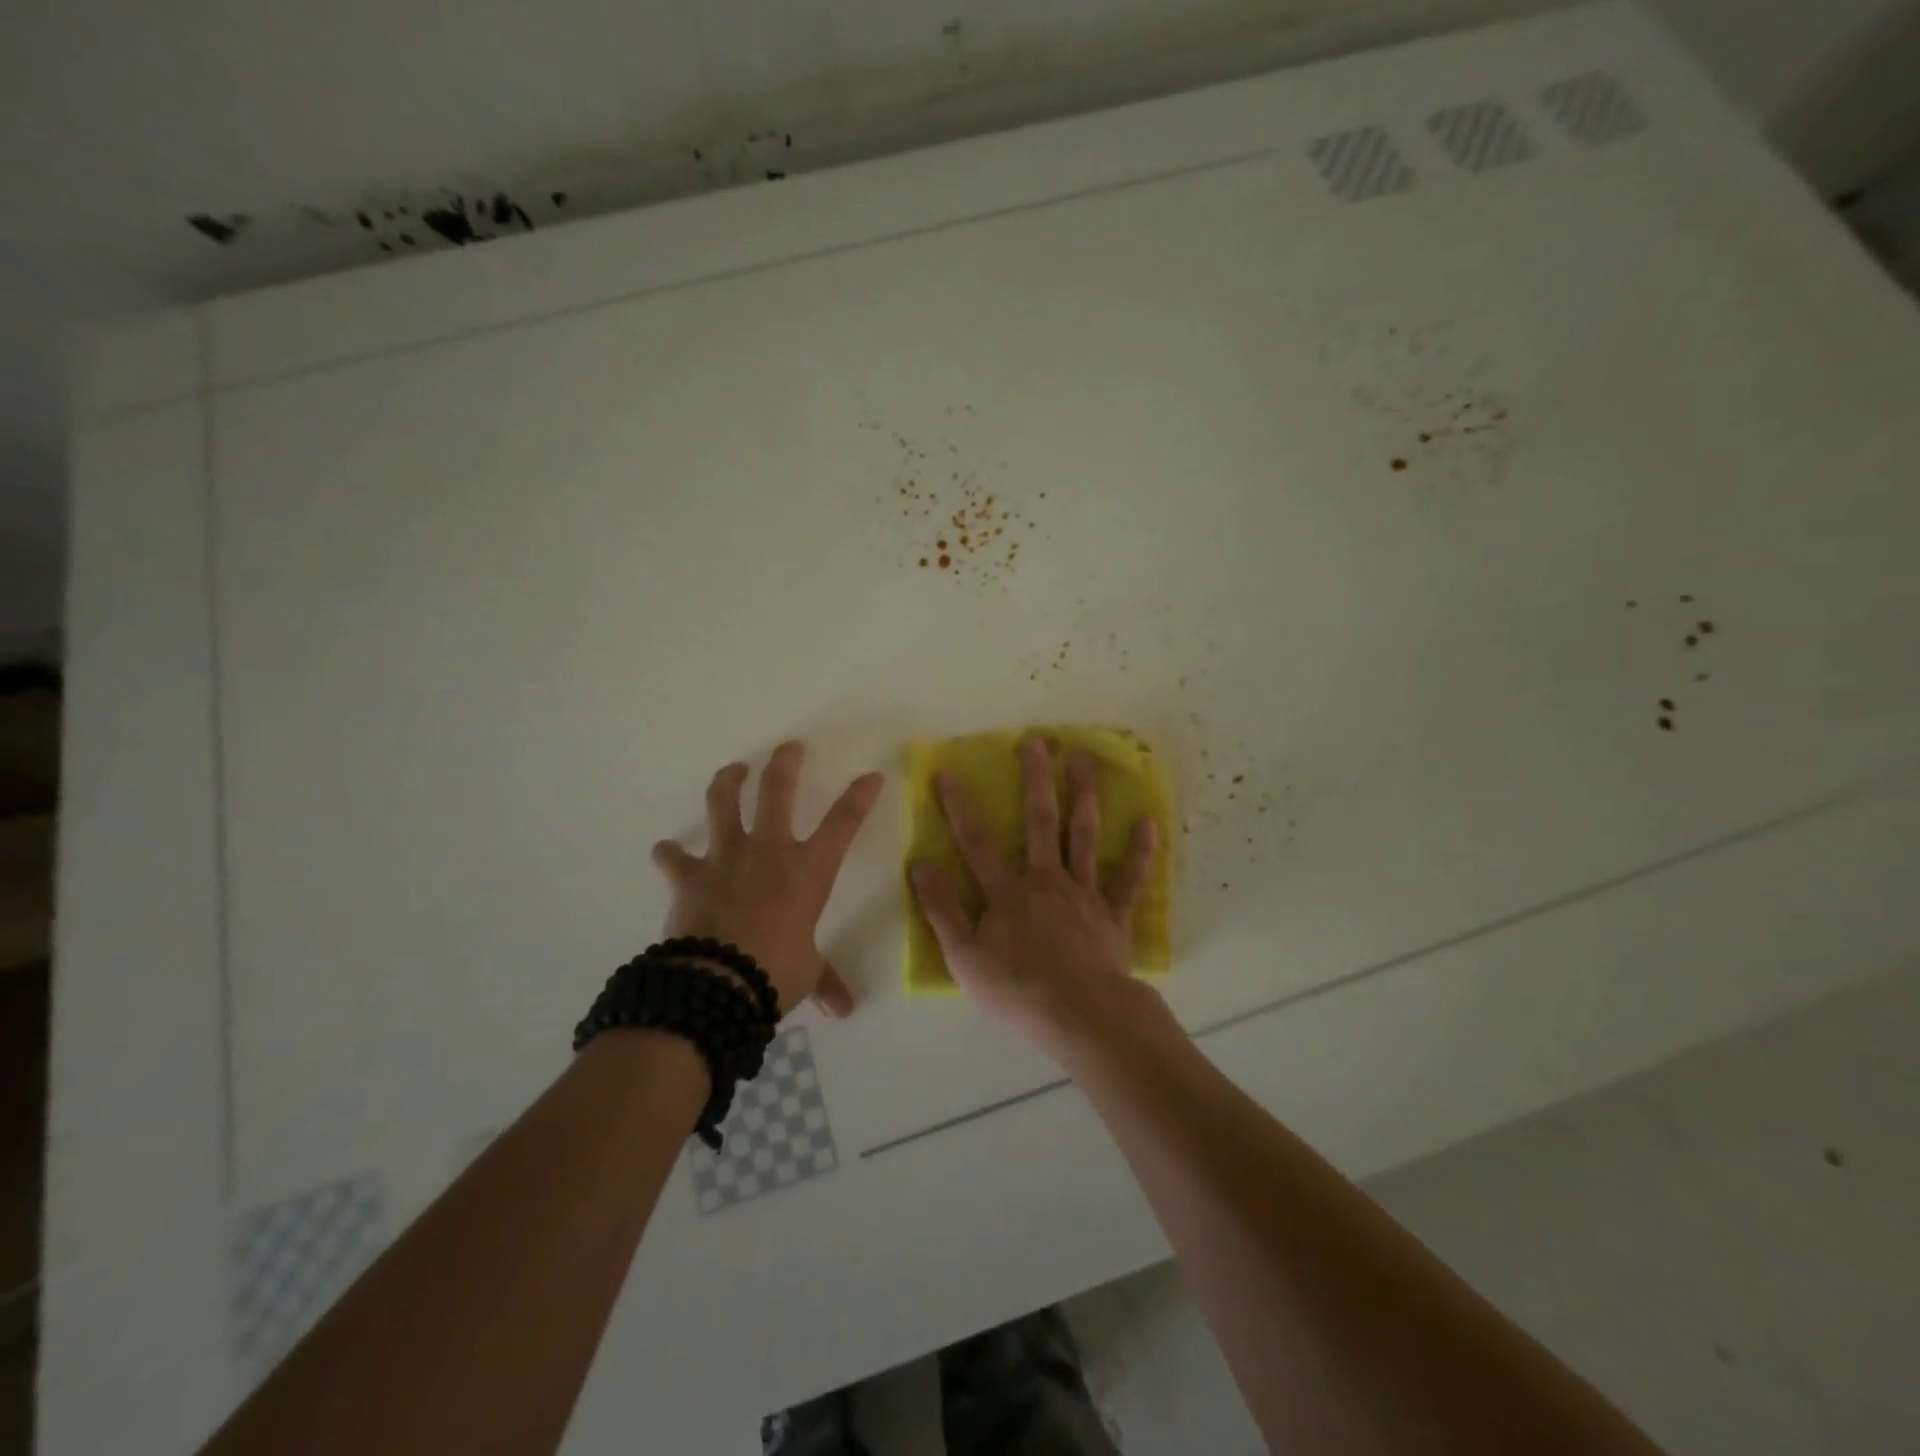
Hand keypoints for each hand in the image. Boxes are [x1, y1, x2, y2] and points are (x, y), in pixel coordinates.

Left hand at [652, 742, 883, 1016]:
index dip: (860, 796)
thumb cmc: (774, 972)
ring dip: (728, 782)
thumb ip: (825, 980)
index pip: (844, 823)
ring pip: (724, 804)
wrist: (716, 984)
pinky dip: (669, 853)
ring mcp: (726, 858)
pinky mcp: (689, 876)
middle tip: (789, 748)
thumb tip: (844, 1009)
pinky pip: (674, 857)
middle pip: (778, 792)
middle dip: (785, 764)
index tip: (871, 776)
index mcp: (808, 870)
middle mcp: (769, 851)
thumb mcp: (808, 973)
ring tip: (733, 770)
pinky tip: (666, 850)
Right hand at [910, 736, 1158, 1050]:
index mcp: (1007, 892)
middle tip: (1037, 741)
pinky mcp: (1113, 914)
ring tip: (1086, 758)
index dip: (959, 806)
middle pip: (1041, 821)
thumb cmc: (1017, 989)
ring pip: (1084, 835)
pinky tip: (1149, 821)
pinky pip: (1128, 878)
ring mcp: (1084, 894)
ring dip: (1085, 793)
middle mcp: (1047, 880)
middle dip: (1037, 779)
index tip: (949, 771)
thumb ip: (942, 909)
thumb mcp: (964, 957)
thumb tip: (920, 864)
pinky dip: (1140, 851)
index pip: (976, 841)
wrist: (1080, 1015)